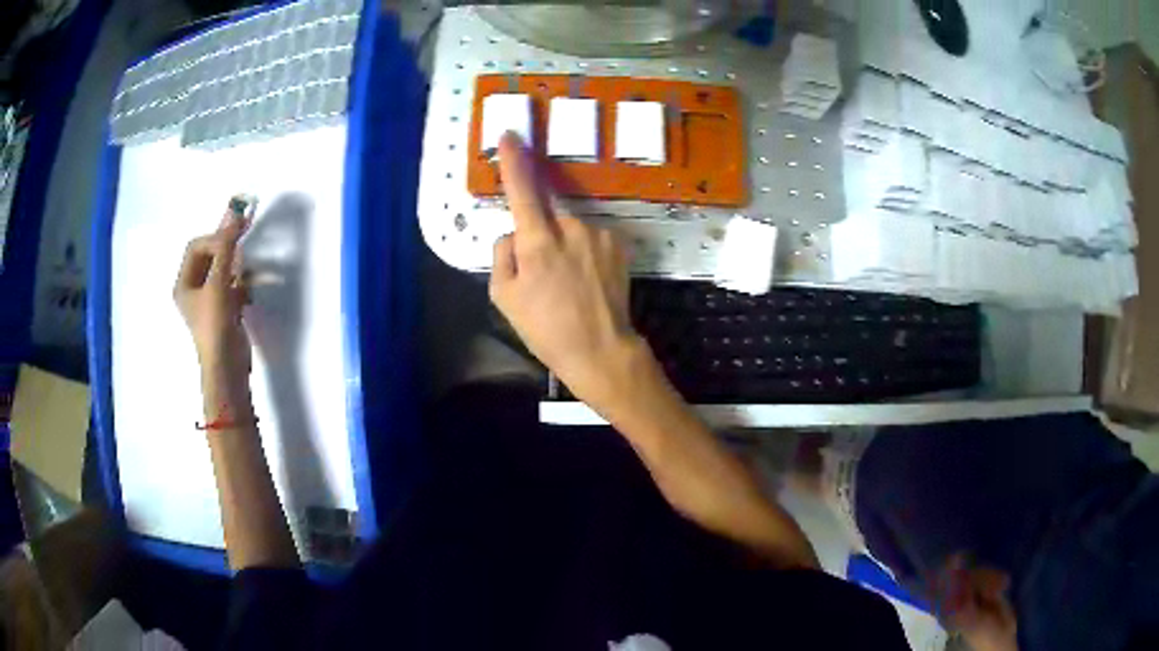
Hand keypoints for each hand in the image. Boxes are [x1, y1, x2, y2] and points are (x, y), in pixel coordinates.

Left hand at [174, 211, 250, 382]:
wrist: (227, 367)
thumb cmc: (214, 324)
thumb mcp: (218, 282)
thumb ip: (226, 246)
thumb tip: (235, 210)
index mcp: (183, 283)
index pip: (198, 246)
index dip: (217, 238)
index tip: (236, 239)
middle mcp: (193, 289)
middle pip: (211, 256)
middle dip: (228, 252)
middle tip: (243, 251)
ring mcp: (210, 300)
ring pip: (224, 270)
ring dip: (238, 268)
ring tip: (246, 276)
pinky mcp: (225, 310)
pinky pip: (233, 286)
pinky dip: (243, 285)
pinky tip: (249, 293)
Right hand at [489, 132, 646, 406]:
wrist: (601, 351)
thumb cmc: (546, 329)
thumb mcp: (503, 297)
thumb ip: (502, 254)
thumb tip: (513, 235)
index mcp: (538, 240)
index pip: (522, 189)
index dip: (514, 161)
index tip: (511, 136)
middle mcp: (571, 227)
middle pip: (546, 216)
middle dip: (539, 236)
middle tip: (542, 278)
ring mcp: (600, 234)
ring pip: (569, 229)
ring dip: (564, 246)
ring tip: (568, 286)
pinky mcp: (619, 244)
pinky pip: (591, 238)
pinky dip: (584, 253)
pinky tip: (588, 281)